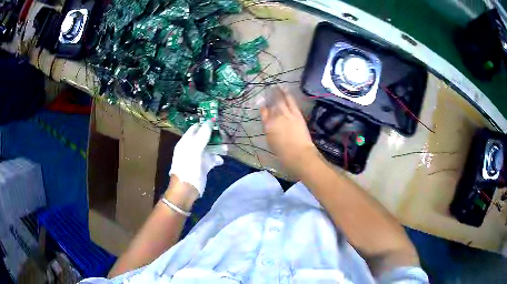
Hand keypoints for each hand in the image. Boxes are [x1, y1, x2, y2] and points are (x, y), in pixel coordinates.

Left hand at [169, 121, 224, 196]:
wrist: (187, 189)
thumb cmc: (189, 167)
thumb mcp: (195, 149)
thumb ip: (202, 135)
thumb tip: (209, 121)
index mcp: (186, 142)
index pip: (195, 128)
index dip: (205, 124)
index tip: (217, 123)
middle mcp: (191, 148)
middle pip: (204, 137)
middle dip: (215, 136)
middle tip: (224, 136)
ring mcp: (197, 157)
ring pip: (209, 148)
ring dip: (218, 148)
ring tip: (226, 149)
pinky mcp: (203, 166)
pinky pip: (211, 159)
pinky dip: (217, 158)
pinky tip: (221, 160)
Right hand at [260, 87, 318, 173]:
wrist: (299, 154)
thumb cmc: (283, 154)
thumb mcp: (271, 143)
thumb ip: (269, 131)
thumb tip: (270, 125)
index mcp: (267, 126)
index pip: (264, 114)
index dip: (263, 108)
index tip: (263, 105)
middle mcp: (275, 118)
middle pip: (271, 105)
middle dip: (269, 97)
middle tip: (268, 90)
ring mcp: (286, 114)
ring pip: (280, 100)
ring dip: (277, 92)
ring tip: (275, 86)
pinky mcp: (296, 114)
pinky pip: (290, 101)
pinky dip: (287, 94)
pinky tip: (284, 89)